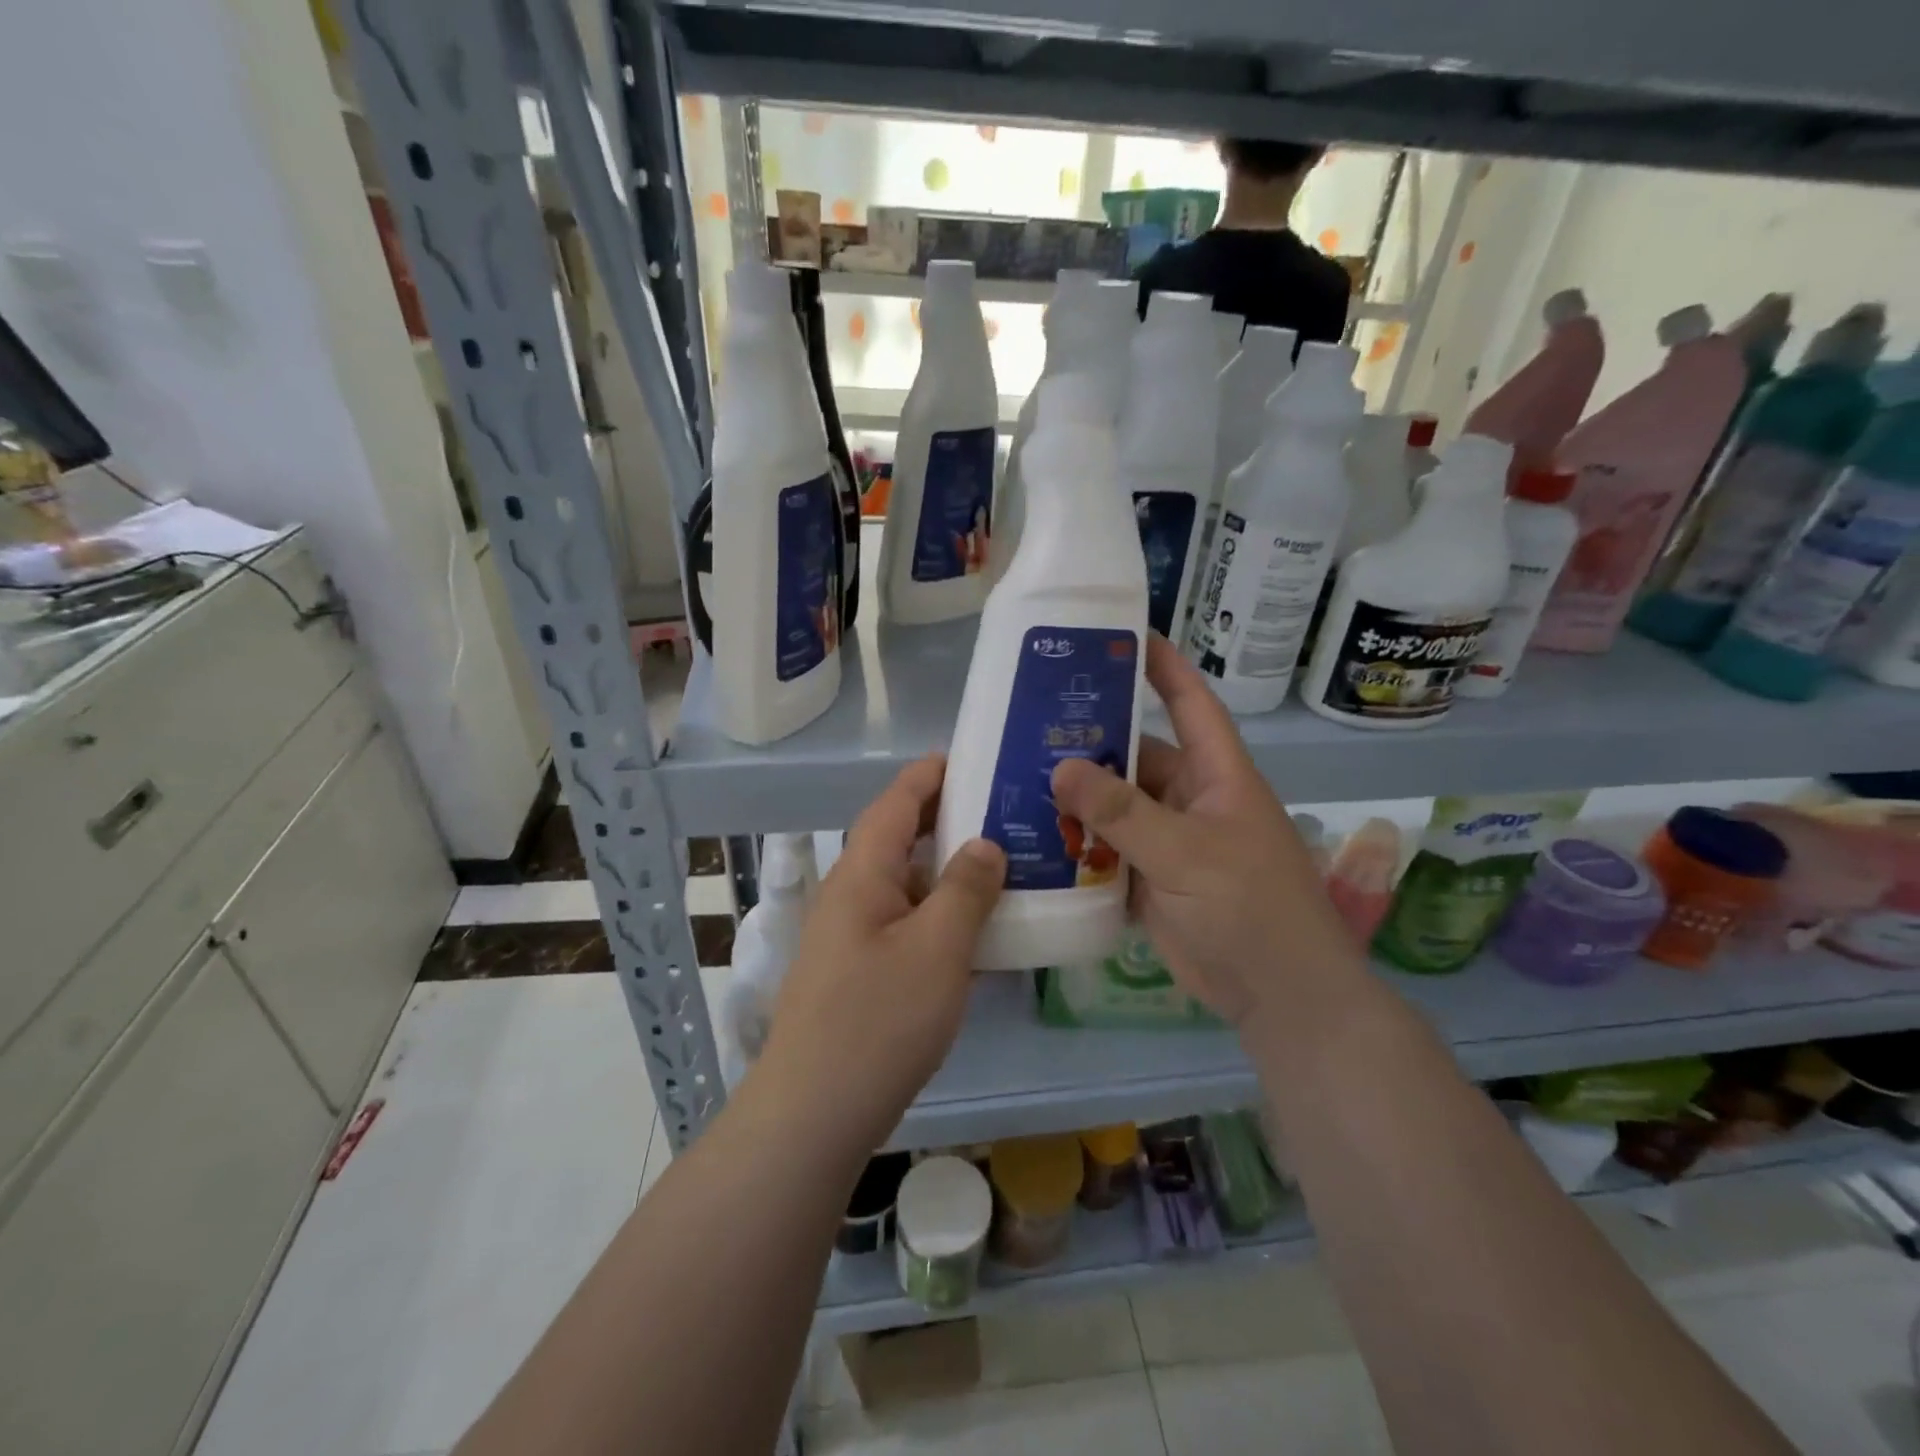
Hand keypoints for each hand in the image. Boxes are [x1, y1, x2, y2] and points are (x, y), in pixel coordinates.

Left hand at [756, 755, 1004, 1152]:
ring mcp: (853, 937)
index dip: (930, 774)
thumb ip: (965, 890)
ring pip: (907, 886)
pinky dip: (941, 916)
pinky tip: (979, 932)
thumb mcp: (937, 947)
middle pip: (900, 840)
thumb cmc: (878, 1019)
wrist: (815, 1113)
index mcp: (862, 874)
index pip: (895, 802)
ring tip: (1004, 865)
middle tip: (1003, 810)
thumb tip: (985, 844)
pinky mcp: (861, 974)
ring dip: (948, 872)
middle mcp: (852, 896)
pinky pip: (907, 925)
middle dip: (947, 820)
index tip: (971, 755)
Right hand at [1051, 635, 1359, 1026]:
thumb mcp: (1186, 851)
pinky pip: (1106, 851)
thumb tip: (1060, 767)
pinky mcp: (1150, 880)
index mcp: (1216, 776)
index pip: (1190, 704)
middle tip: (1030, 724)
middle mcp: (1191, 800)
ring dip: (1075, 799)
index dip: (1163, 666)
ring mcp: (1168, 842)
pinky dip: (1076, 846)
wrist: (1277, 995)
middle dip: (1090, 743)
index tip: (1123, 634)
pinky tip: (1033, 837)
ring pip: (1114, 807)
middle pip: (1135, 758)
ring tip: (1017, 778)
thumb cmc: (1248, 907)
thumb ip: (1122, 812)